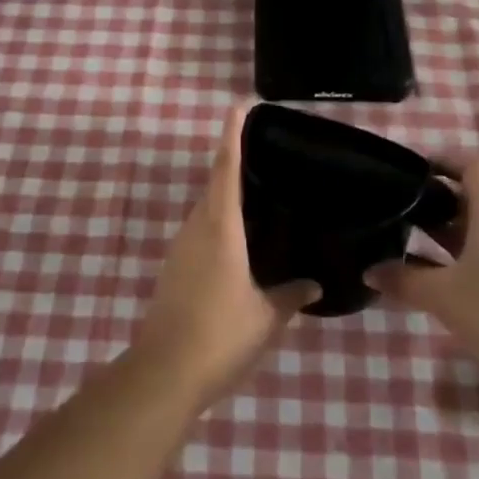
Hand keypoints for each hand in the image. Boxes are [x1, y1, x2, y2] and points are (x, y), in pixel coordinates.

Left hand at [132, 103, 318, 412]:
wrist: (164, 373)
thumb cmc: (220, 335)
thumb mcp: (266, 317)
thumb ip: (291, 295)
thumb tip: (314, 283)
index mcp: (220, 227)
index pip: (226, 168)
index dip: (232, 135)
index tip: (239, 106)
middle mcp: (197, 228)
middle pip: (215, 184)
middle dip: (234, 164)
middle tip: (266, 156)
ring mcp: (181, 247)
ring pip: (206, 209)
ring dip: (227, 197)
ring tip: (260, 196)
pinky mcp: (174, 268)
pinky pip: (201, 231)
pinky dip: (220, 223)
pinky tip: (240, 241)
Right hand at [364, 157, 478, 374]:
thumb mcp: (442, 296)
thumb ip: (403, 279)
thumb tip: (368, 271)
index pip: (473, 168)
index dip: (445, 161)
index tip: (415, 170)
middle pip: (474, 199)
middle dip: (438, 201)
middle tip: (402, 208)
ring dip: (448, 233)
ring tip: (412, 240)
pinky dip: (462, 257)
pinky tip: (439, 278)